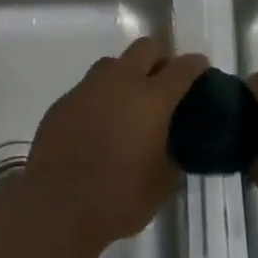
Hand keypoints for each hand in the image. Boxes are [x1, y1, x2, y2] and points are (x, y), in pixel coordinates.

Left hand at [18, 37, 208, 253]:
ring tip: (128, 104)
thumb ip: (172, 157)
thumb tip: (172, 149)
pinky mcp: (62, 103)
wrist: (56, 208)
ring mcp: (87, 89)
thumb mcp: (161, 185)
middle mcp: (120, 83)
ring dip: (126, 75)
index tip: (201, 68)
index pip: (182, 68)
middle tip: (163, 83)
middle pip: (145, 48)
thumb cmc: (118, 198)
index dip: (195, 65)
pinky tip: (97, 125)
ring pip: (112, 64)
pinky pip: (87, 89)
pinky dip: (99, 98)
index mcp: (151, 99)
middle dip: (159, 59)